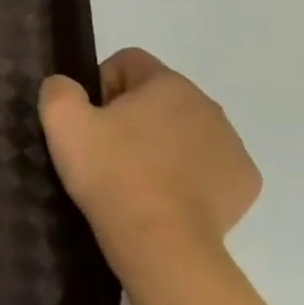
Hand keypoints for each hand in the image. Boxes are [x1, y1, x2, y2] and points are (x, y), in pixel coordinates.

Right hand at [39, 48, 259, 272]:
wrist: (160, 242)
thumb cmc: (110, 173)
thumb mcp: (61, 121)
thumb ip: (59, 88)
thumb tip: (68, 87)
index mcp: (169, 84)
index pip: (128, 62)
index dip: (101, 85)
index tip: (91, 121)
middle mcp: (209, 106)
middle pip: (158, 96)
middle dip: (132, 115)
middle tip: (107, 150)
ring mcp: (232, 146)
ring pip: (184, 129)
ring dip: (160, 142)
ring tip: (134, 176)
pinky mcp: (244, 183)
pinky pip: (207, 164)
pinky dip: (186, 173)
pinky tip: (164, 195)